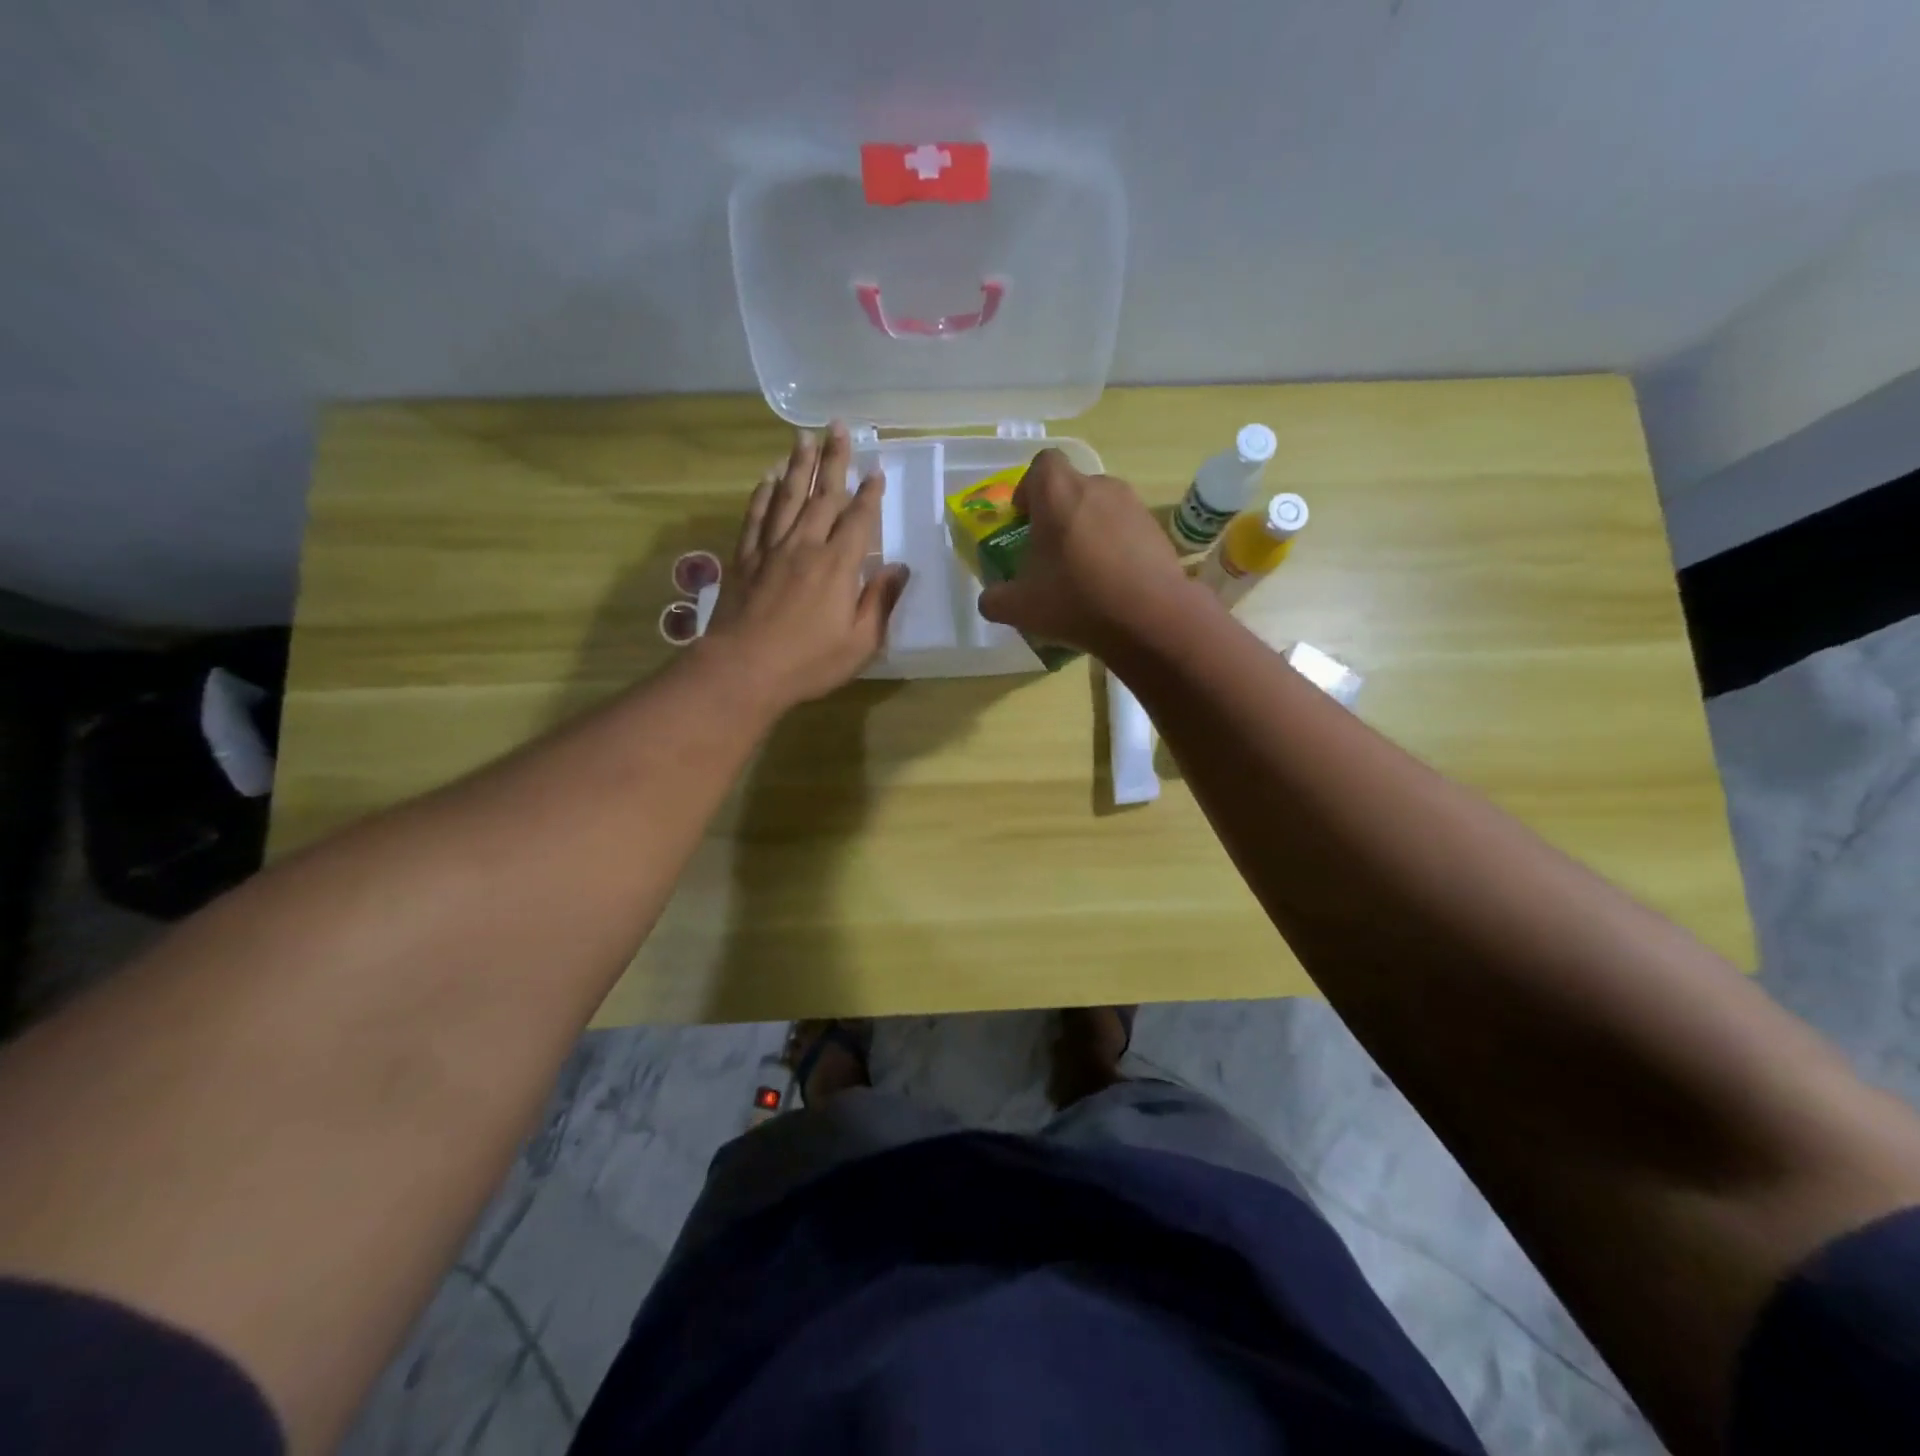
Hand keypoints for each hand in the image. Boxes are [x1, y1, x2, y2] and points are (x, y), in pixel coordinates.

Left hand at [702, 423, 909, 714]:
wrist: (743, 670)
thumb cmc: (809, 662)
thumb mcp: (860, 642)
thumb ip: (880, 602)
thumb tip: (899, 569)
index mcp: (838, 565)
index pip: (858, 519)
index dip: (870, 494)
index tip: (876, 469)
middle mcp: (805, 545)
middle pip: (822, 495)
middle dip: (834, 460)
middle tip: (838, 427)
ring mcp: (771, 549)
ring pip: (787, 496)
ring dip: (798, 465)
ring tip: (804, 437)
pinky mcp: (745, 558)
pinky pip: (756, 516)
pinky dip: (763, 494)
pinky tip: (768, 478)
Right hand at [976, 449, 1201, 656]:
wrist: (1150, 617)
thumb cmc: (1075, 600)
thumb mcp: (1019, 607)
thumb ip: (995, 599)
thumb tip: (990, 598)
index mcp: (1058, 492)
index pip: (1041, 464)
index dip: (1029, 488)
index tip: (1024, 520)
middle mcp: (1097, 486)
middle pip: (1072, 488)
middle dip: (1058, 515)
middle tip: (1051, 554)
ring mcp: (1132, 505)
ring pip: (1101, 509)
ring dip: (1088, 531)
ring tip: (1084, 573)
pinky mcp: (1157, 529)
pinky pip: (1126, 530)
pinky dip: (1116, 548)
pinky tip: (1113, 584)